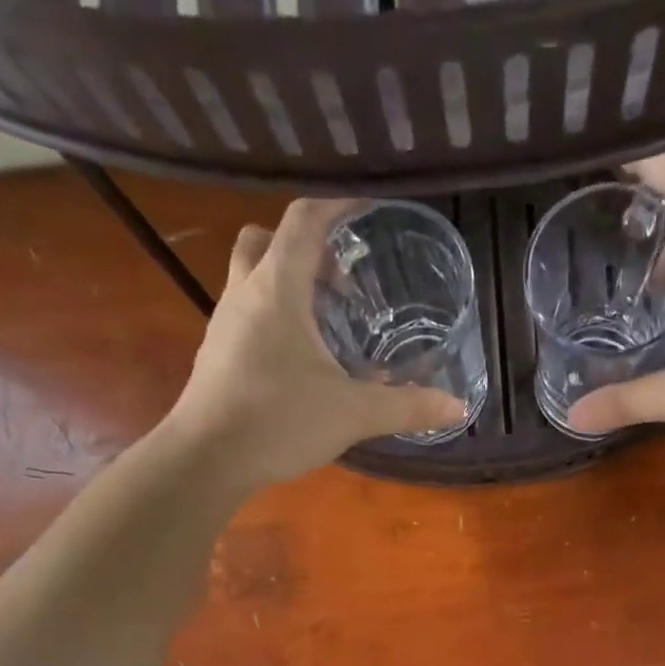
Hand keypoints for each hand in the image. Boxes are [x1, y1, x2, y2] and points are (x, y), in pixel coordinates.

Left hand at [162, 199, 467, 487]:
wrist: (206, 459)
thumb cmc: (279, 420)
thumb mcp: (353, 413)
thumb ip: (407, 407)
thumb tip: (458, 407)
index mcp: (277, 288)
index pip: (304, 220)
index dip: (337, 206)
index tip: (367, 211)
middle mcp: (244, 293)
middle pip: (266, 240)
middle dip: (304, 248)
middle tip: (340, 280)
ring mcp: (224, 325)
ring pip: (250, 278)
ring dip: (285, 284)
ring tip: (325, 322)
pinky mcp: (216, 356)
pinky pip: (246, 317)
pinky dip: (272, 320)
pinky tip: (299, 362)